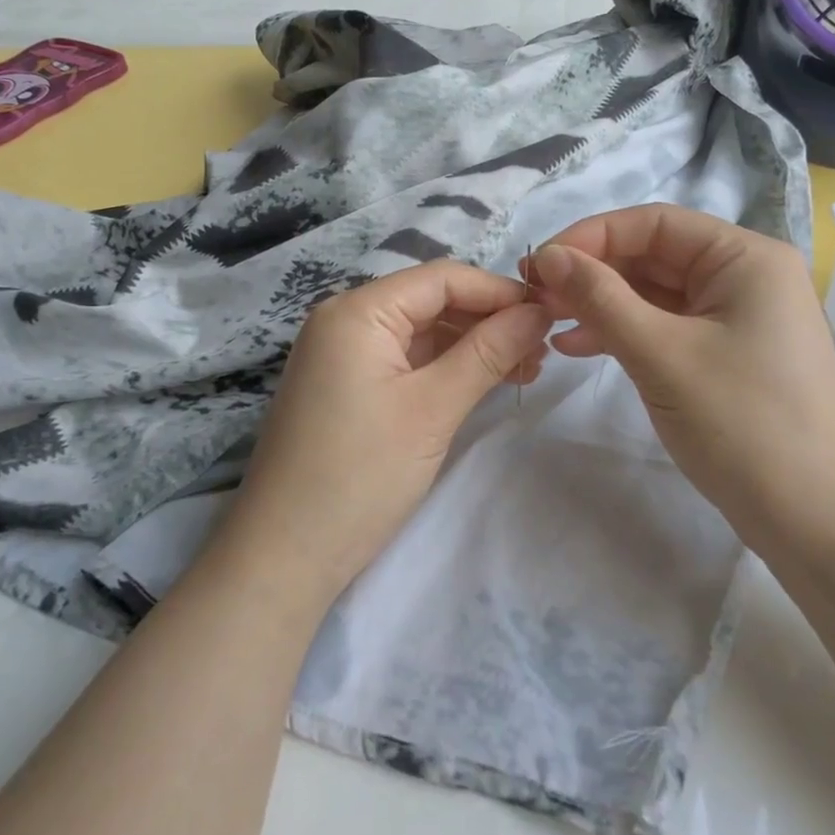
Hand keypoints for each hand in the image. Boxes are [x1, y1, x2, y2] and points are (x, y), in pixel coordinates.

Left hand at [216, 262, 552, 610]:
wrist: (284, 556)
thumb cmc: (360, 474)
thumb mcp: (433, 408)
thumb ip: (489, 352)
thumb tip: (539, 311)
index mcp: (358, 311)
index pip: (441, 278)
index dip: (499, 292)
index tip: (550, 314)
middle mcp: (345, 321)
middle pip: (431, 302)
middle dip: (489, 321)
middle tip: (543, 349)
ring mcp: (342, 356)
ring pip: (421, 334)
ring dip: (472, 347)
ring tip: (525, 370)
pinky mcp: (346, 389)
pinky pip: (405, 362)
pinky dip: (445, 369)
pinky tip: (484, 384)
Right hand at [527, 206, 834, 565]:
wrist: (816, 521)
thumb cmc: (742, 424)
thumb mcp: (661, 354)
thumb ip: (600, 298)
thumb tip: (549, 256)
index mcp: (745, 257)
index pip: (654, 223)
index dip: (590, 237)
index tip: (538, 266)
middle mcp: (745, 276)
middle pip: (654, 256)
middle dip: (593, 275)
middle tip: (535, 298)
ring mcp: (738, 318)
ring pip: (655, 294)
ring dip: (602, 305)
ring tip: (549, 323)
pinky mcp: (728, 355)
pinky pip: (667, 328)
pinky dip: (624, 334)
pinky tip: (578, 348)